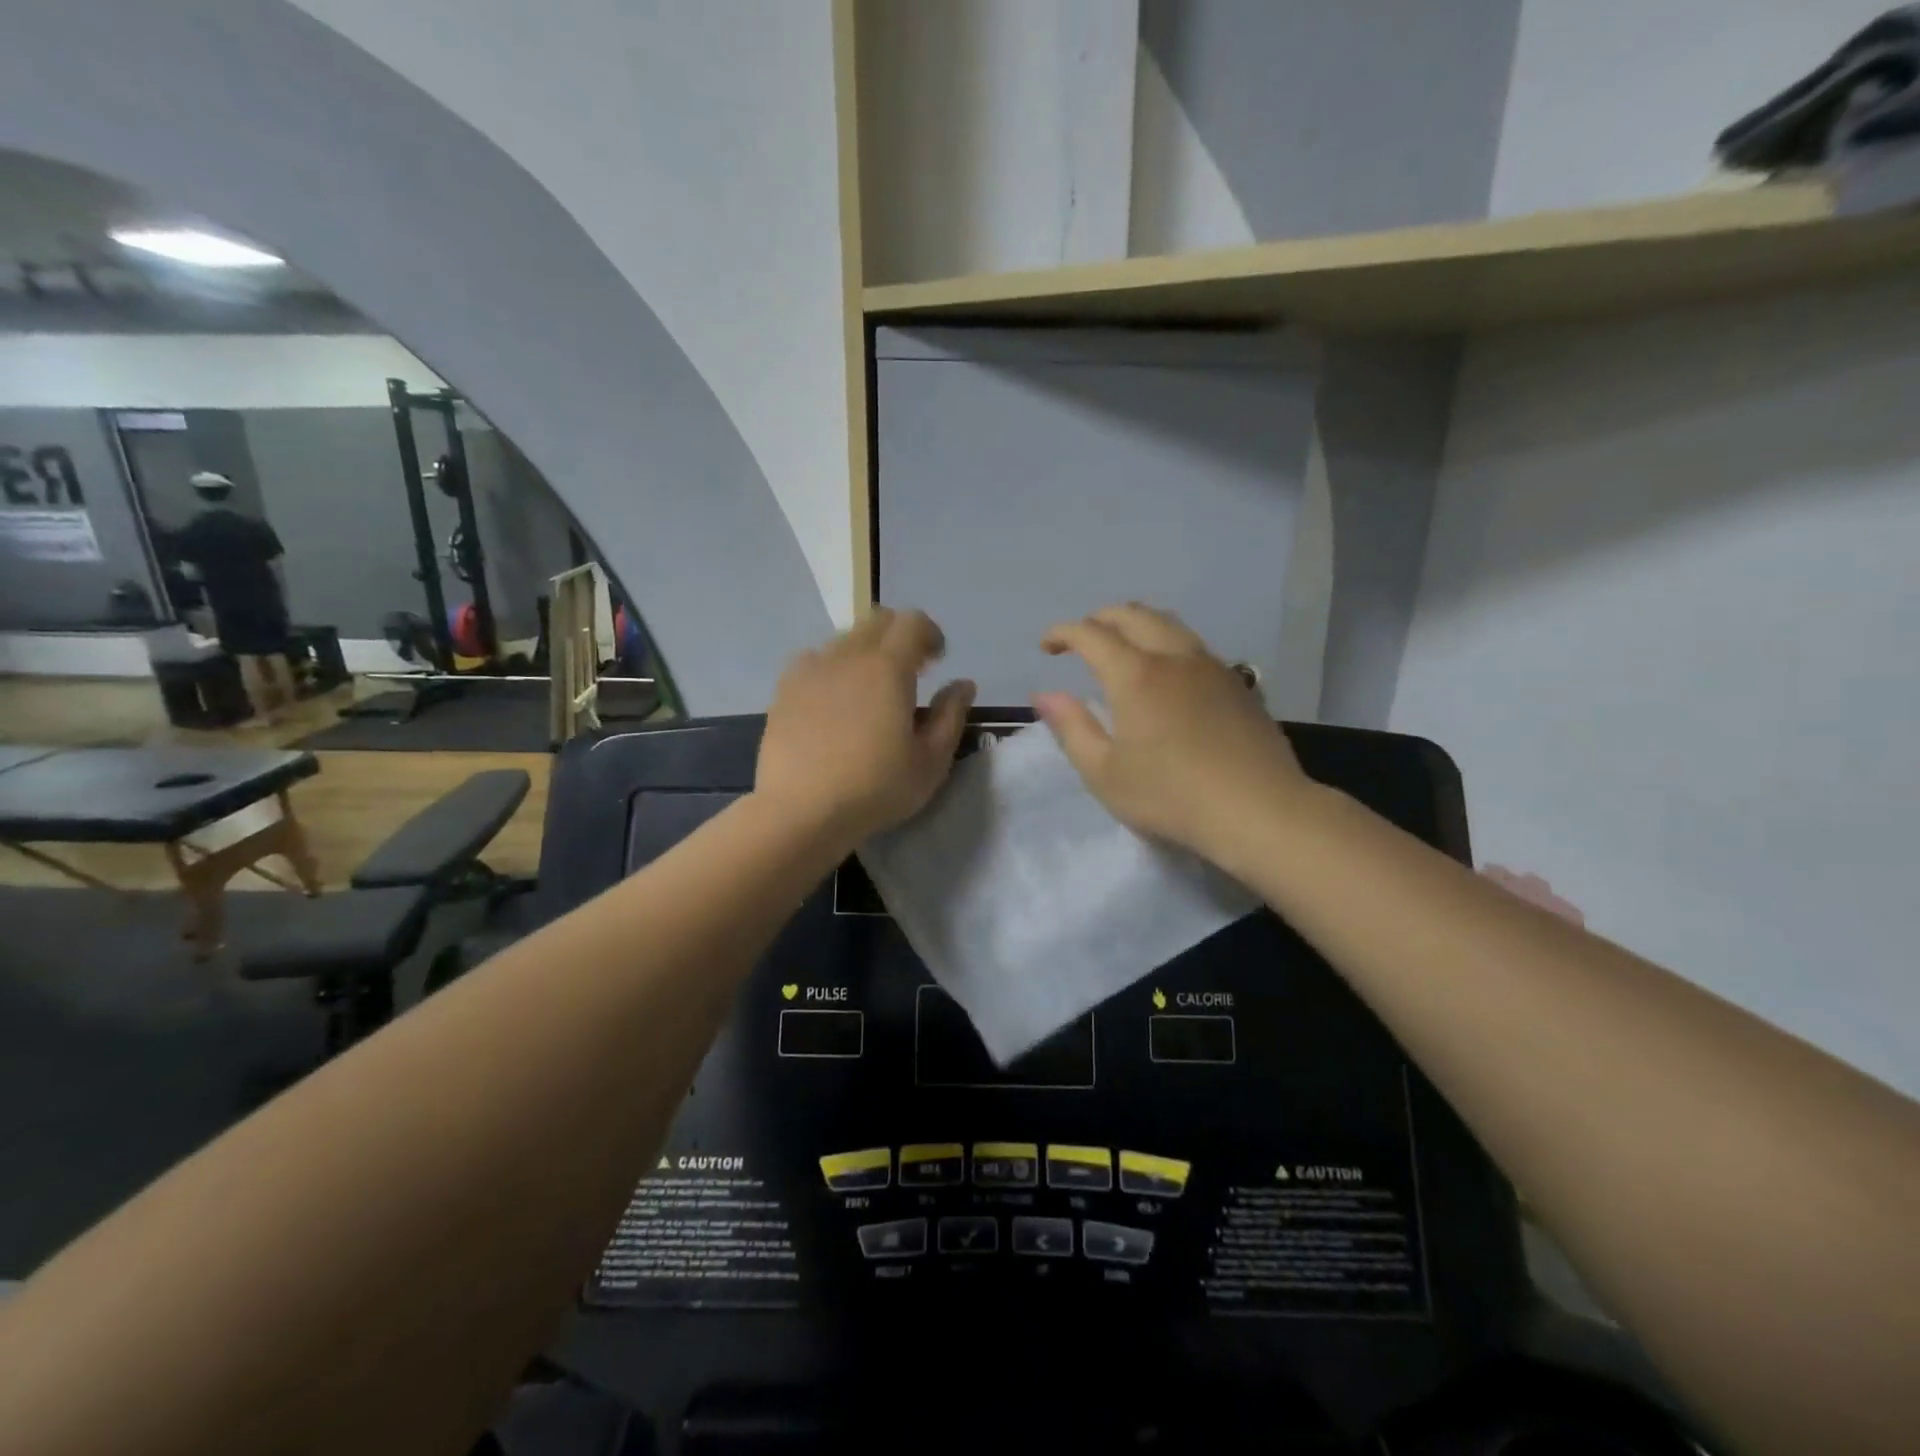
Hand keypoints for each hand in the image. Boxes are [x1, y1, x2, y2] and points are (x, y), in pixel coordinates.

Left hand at [757, 608, 975, 845]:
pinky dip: (833, 667)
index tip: (937, 662)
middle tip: (911, 672)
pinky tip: (834, 700)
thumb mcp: (931, 761)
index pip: (913, 622)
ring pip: (845, 639)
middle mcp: (848, 655)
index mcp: (888, 667)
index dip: (930, 634)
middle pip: (877, 621)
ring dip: (866, 652)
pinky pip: (814, 660)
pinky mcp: (785, 689)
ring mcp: (811, 669)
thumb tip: (963, 684)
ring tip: (871, 690)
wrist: (801, 811)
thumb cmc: (876, 788)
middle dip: (900, 636)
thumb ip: (951, 715)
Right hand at [1033, 603, 1313, 867]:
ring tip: (1122, 647)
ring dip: (1136, 624)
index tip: (1046, 646)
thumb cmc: (1170, 796)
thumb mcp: (1104, 773)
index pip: (1091, 634)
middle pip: (1133, 614)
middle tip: (1081, 640)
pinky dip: (1166, 642)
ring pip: (1168, 623)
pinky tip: (1167, 673)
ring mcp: (1211, 666)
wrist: (1259, 810)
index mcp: (1136, 674)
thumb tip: (1044, 695)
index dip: (1063, 632)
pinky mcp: (1237, 683)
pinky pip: (1193, 644)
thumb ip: (1071, 728)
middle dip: (1100, 619)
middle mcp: (1174, 657)